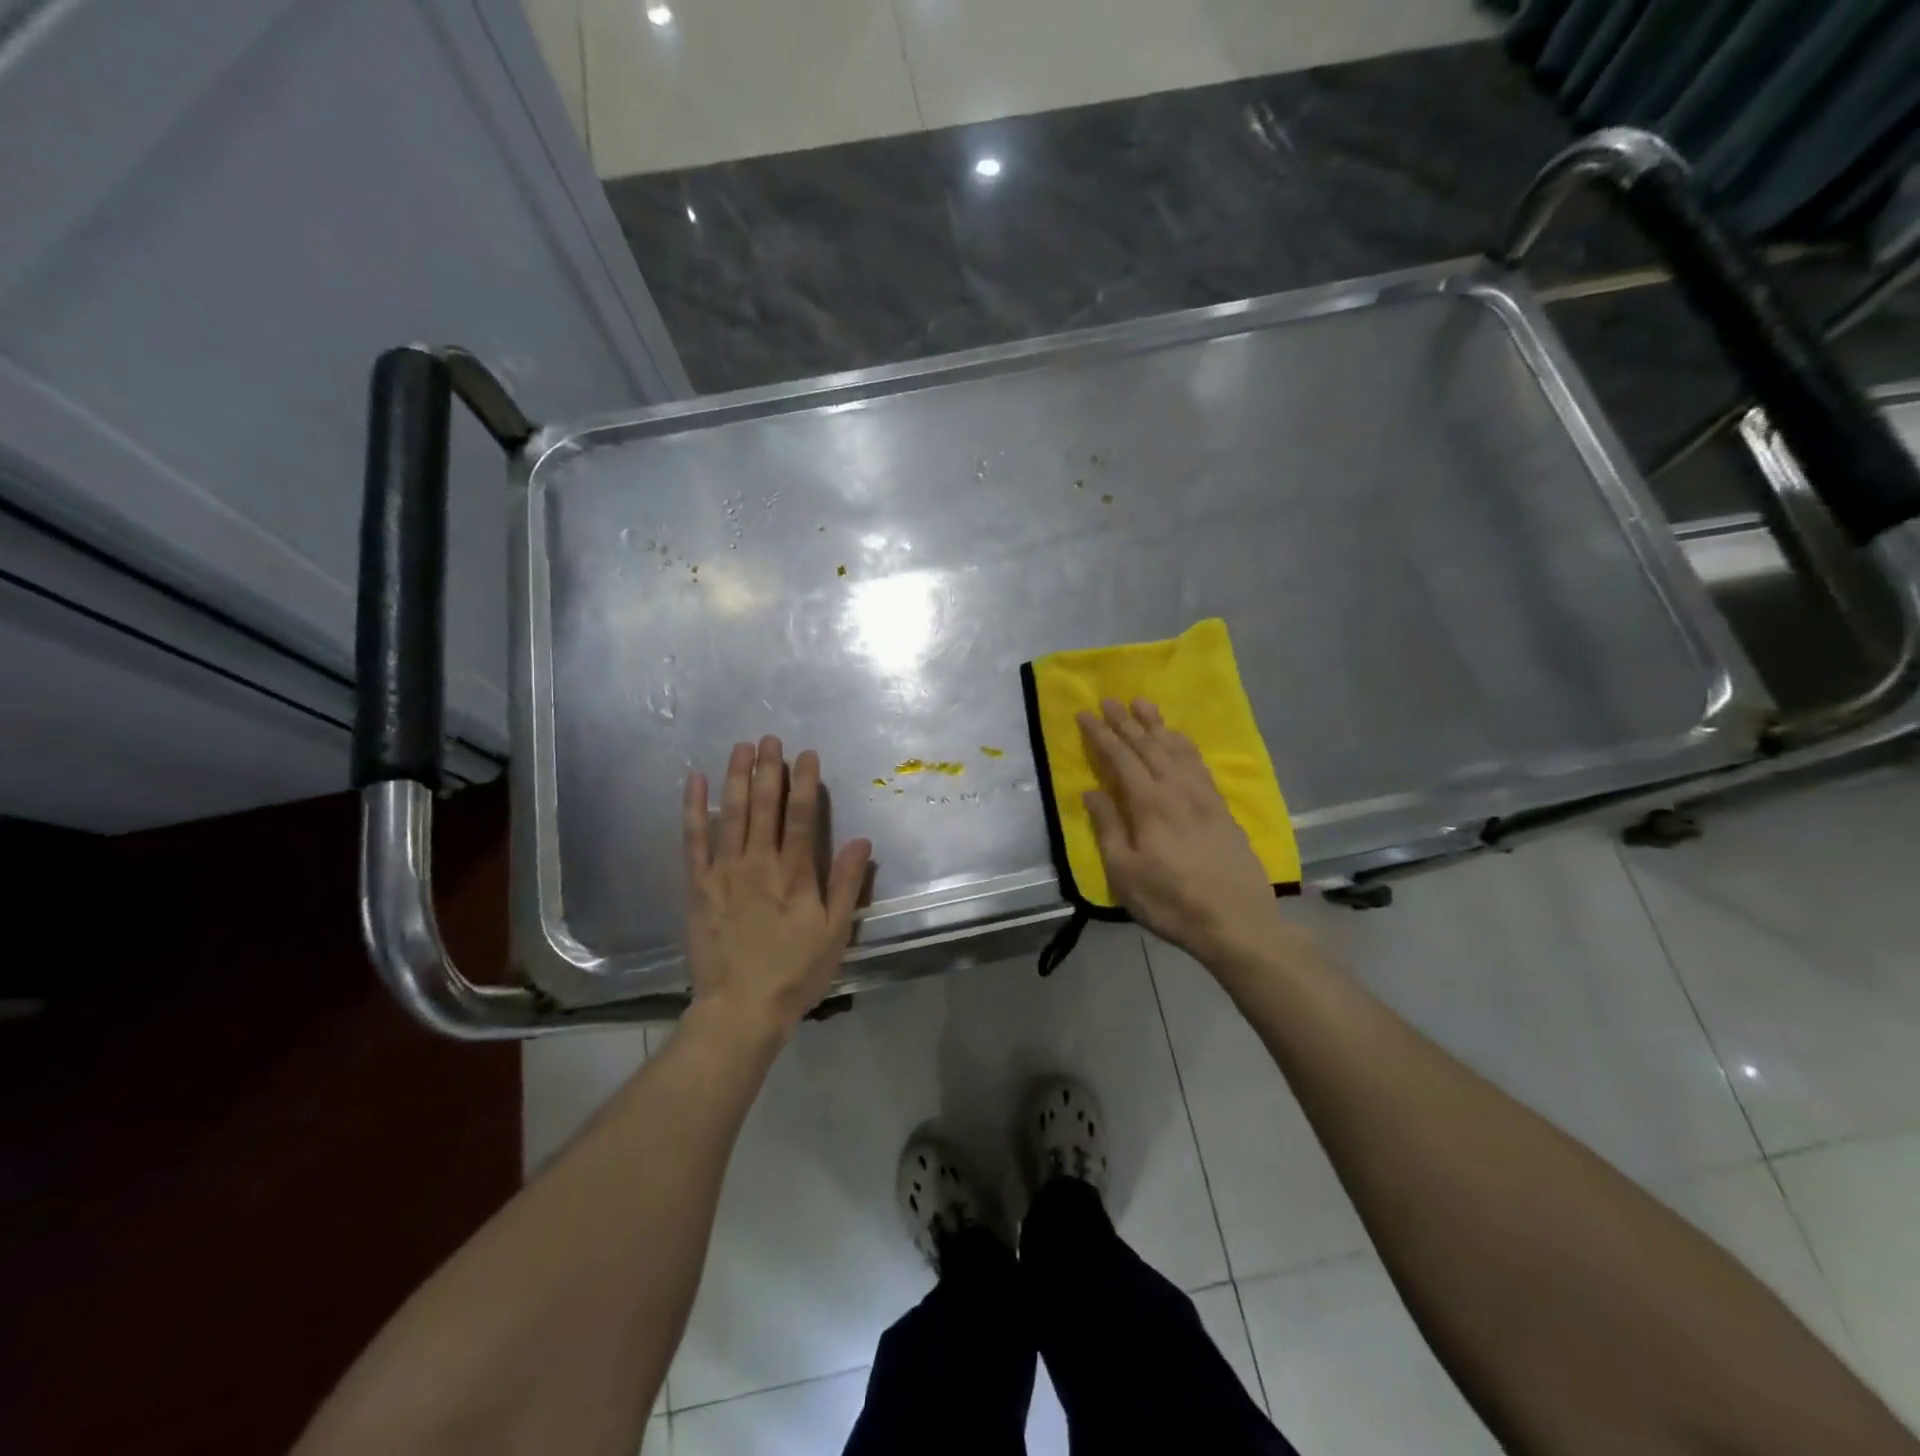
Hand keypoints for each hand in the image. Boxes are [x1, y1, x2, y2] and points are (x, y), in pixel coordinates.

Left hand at [683, 737, 871, 1039]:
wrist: (740, 1009)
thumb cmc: (795, 972)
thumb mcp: (835, 933)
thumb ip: (845, 884)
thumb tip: (861, 841)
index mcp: (794, 875)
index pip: (801, 817)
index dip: (805, 782)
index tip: (807, 754)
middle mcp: (759, 864)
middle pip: (764, 807)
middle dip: (770, 770)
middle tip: (772, 738)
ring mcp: (724, 872)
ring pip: (731, 815)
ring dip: (736, 778)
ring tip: (741, 747)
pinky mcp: (697, 886)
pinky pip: (693, 840)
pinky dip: (694, 809)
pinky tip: (694, 782)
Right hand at [1078, 699, 1279, 967]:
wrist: (1238, 922)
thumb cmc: (1171, 901)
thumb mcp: (1125, 873)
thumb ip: (1108, 828)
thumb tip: (1091, 791)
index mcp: (1149, 804)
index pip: (1120, 759)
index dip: (1101, 735)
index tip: (1085, 714)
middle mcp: (1176, 790)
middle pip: (1147, 747)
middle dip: (1125, 722)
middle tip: (1109, 699)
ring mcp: (1203, 797)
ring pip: (1176, 749)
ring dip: (1157, 725)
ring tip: (1143, 704)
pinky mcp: (1221, 808)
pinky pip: (1199, 764)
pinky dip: (1185, 745)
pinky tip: (1180, 740)